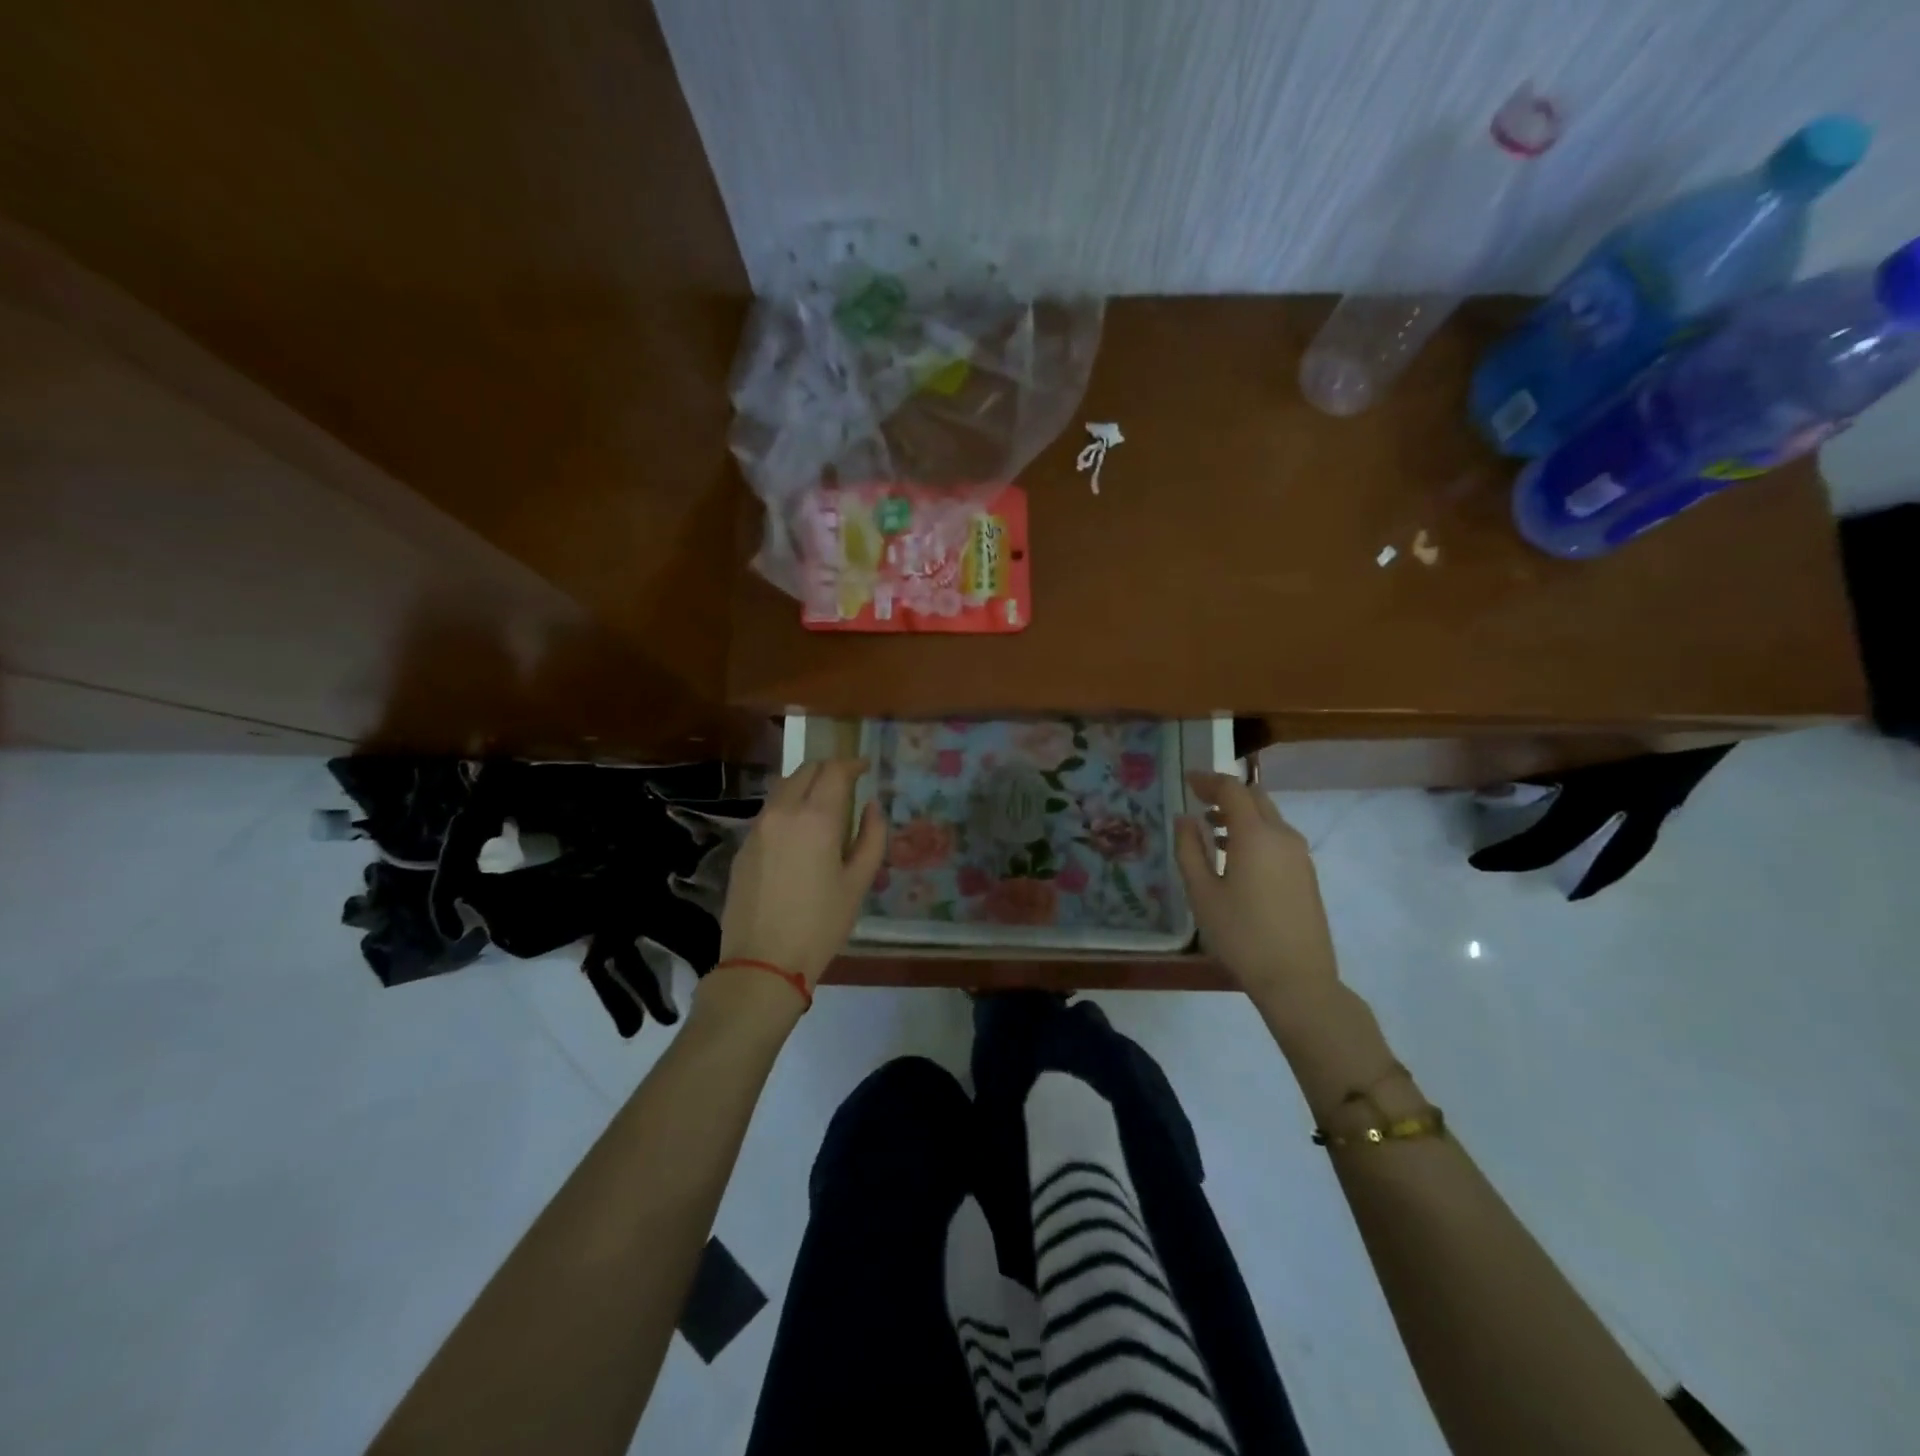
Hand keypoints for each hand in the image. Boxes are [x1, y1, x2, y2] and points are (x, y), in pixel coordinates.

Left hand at [715, 759, 885, 991]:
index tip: (864, 768)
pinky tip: (798, 831)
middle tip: (847, 783)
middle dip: (829, 769)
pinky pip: (769, 811)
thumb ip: (872, 837)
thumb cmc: (821, 924)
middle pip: (806, 770)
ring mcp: (758, 827)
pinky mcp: (743, 845)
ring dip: (805, 784)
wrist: (763, 962)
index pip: (835, 770)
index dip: (852, 764)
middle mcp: (783, 812)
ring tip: (823, 804)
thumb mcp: (858, 883)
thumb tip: (872, 806)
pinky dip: (788, 806)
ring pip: (783, 787)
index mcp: (817, 817)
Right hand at [1174, 772, 1340, 1017]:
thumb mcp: (1202, 893)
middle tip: (1197, 800)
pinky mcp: (1306, 874)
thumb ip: (1189, 849)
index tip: (1187, 780)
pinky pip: (1277, 838)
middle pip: (1255, 798)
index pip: (1232, 790)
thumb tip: (1184, 819)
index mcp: (1256, 835)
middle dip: (1226, 793)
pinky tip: (1235, 856)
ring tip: (1211, 829)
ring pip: (1268, 818)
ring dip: (1240, 814)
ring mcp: (1299, 855)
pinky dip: (1254, 833)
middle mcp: (1283, 836)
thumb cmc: (1241, 935)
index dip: (1208, 780)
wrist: (1297, 979)